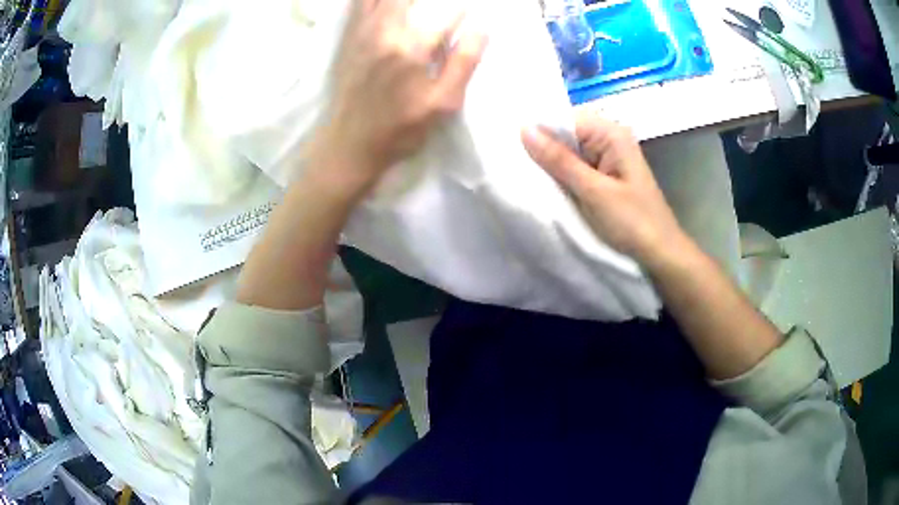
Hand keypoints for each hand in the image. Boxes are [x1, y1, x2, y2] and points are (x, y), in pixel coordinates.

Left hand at [309, 0, 487, 192]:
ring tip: (422, 6)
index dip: (464, 11)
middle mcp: (387, 29)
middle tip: (444, 9)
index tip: (472, 15)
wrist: (350, 143)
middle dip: (435, 0)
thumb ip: (464, 62)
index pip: (449, 11)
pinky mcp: (350, 35)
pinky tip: (389, 4)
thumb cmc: (401, 128)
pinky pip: (360, 3)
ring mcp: (365, 30)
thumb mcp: (443, 103)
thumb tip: (482, 28)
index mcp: (413, 47)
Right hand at [521, 113, 686, 267]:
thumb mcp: (594, 192)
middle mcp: (609, 138)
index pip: (565, 118)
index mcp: (611, 133)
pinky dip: (562, 176)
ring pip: (569, 151)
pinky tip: (548, 186)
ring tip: (527, 176)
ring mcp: (607, 157)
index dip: (540, 130)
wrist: (660, 254)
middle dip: (544, 147)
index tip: (513, 148)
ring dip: (551, 163)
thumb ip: (560, 160)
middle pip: (566, 132)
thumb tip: (524, 129)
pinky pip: (576, 167)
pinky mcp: (604, 175)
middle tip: (516, 165)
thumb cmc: (633, 223)